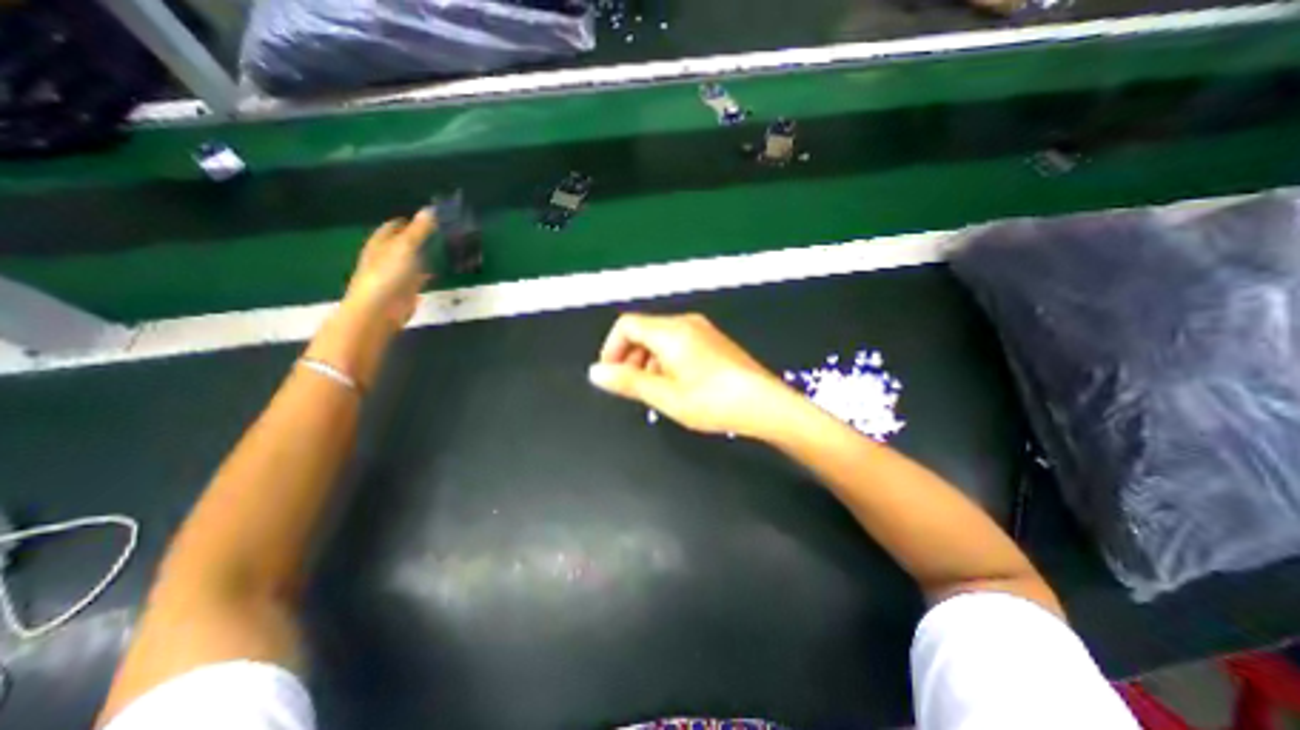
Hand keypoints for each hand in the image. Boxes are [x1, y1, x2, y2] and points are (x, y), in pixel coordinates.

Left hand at [339, 205, 435, 328]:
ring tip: (447, 248)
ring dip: (427, 254)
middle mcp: (387, 256)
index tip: (431, 217)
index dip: (410, 220)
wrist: (380, 310)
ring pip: (414, 259)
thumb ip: (420, 230)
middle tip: (444, 232)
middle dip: (421, 237)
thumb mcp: (406, 247)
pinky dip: (430, 271)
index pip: (395, 226)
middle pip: (405, 242)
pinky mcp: (407, 289)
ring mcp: (397, 274)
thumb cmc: (388, 274)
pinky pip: (420, 276)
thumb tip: (431, 209)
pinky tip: (441, 270)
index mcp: (380, 243)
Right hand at [591, 310, 791, 434]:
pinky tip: (676, 384)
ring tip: (654, 390)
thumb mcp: (665, 396)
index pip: (626, 325)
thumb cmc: (713, 401)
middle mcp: (685, 323)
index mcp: (670, 331)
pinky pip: (678, 343)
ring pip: (660, 338)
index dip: (611, 349)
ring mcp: (702, 330)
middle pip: (643, 330)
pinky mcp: (713, 340)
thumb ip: (628, 382)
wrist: (765, 404)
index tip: (611, 376)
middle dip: (629, 357)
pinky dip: (666, 360)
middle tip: (631, 387)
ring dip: (648, 361)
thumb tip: (596, 372)